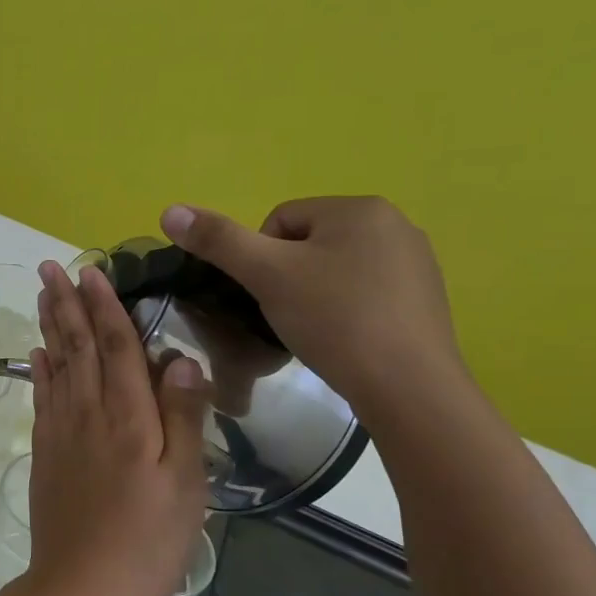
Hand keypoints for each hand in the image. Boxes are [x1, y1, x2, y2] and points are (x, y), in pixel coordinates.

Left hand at [24, 260, 209, 595]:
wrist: (81, 585)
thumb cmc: (146, 539)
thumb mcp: (185, 483)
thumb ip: (183, 417)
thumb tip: (180, 359)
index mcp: (128, 416)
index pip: (117, 346)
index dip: (105, 306)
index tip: (92, 271)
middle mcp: (88, 412)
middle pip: (77, 346)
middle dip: (65, 303)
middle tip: (50, 267)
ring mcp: (61, 432)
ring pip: (55, 365)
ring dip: (49, 326)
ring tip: (41, 295)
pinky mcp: (45, 452)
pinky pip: (41, 398)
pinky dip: (39, 370)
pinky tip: (37, 354)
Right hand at [159, 196, 467, 420]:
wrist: (407, 387)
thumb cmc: (335, 320)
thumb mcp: (267, 276)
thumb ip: (218, 241)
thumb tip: (169, 210)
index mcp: (359, 208)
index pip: (280, 221)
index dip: (260, 260)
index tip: (267, 296)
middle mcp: (395, 224)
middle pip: (307, 244)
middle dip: (288, 277)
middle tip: (288, 316)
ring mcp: (416, 262)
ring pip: (335, 270)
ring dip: (314, 295)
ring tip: (315, 332)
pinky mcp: (425, 299)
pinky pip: (365, 293)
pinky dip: (345, 312)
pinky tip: (345, 340)